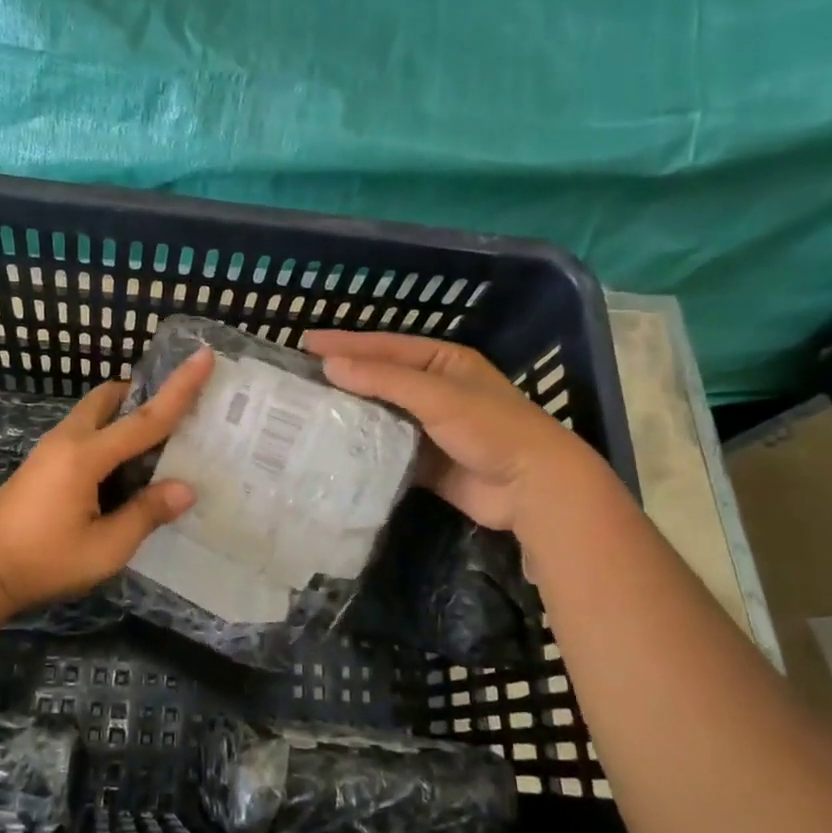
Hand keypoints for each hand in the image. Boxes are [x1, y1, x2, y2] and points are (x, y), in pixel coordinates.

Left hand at [0, 349, 215, 610]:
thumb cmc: (43, 560)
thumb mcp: (104, 548)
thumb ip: (145, 514)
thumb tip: (185, 489)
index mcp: (87, 456)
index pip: (146, 418)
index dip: (180, 388)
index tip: (204, 355)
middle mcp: (68, 440)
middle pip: (109, 398)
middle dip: (141, 395)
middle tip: (173, 413)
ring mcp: (50, 449)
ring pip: (93, 413)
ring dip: (122, 416)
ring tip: (152, 447)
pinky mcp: (41, 463)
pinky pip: (83, 433)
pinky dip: (107, 435)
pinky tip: (120, 471)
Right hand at [304, 331, 598, 531]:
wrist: (533, 488)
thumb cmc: (491, 428)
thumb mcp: (437, 396)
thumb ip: (384, 380)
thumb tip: (330, 366)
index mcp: (443, 362)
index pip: (385, 348)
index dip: (345, 344)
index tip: (305, 344)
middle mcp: (435, 390)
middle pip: (379, 379)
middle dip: (343, 378)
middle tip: (299, 377)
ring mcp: (429, 427)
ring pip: (380, 415)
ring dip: (349, 413)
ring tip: (306, 411)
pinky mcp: (425, 462)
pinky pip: (386, 449)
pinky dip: (363, 448)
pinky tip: (333, 448)